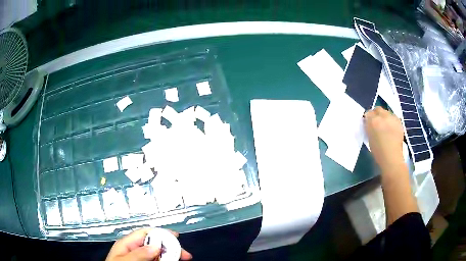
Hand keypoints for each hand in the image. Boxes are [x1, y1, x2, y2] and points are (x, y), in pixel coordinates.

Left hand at [105, 228, 191, 260]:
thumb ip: (138, 254)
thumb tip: (156, 246)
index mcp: (127, 244)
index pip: (145, 233)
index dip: (161, 233)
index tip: (176, 237)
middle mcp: (135, 250)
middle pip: (155, 244)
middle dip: (170, 247)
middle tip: (185, 254)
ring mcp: (140, 258)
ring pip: (158, 253)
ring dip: (170, 255)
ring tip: (182, 259)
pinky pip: (156, 260)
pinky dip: (165, 260)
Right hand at [364, 107, 404, 169]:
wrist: (392, 158)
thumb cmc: (378, 151)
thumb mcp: (369, 138)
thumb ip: (369, 127)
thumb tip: (369, 123)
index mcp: (373, 121)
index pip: (368, 113)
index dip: (368, 118)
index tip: (369, 123)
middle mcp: (382, 116)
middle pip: (378, 109)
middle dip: (376, 114)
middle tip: (377, 123)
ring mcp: (392, 117)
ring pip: (386, 112)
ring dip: (385, 116)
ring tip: (385, 126)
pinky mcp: (399, 121)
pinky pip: (393, 116)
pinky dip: (391, 120)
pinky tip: (392, 128)